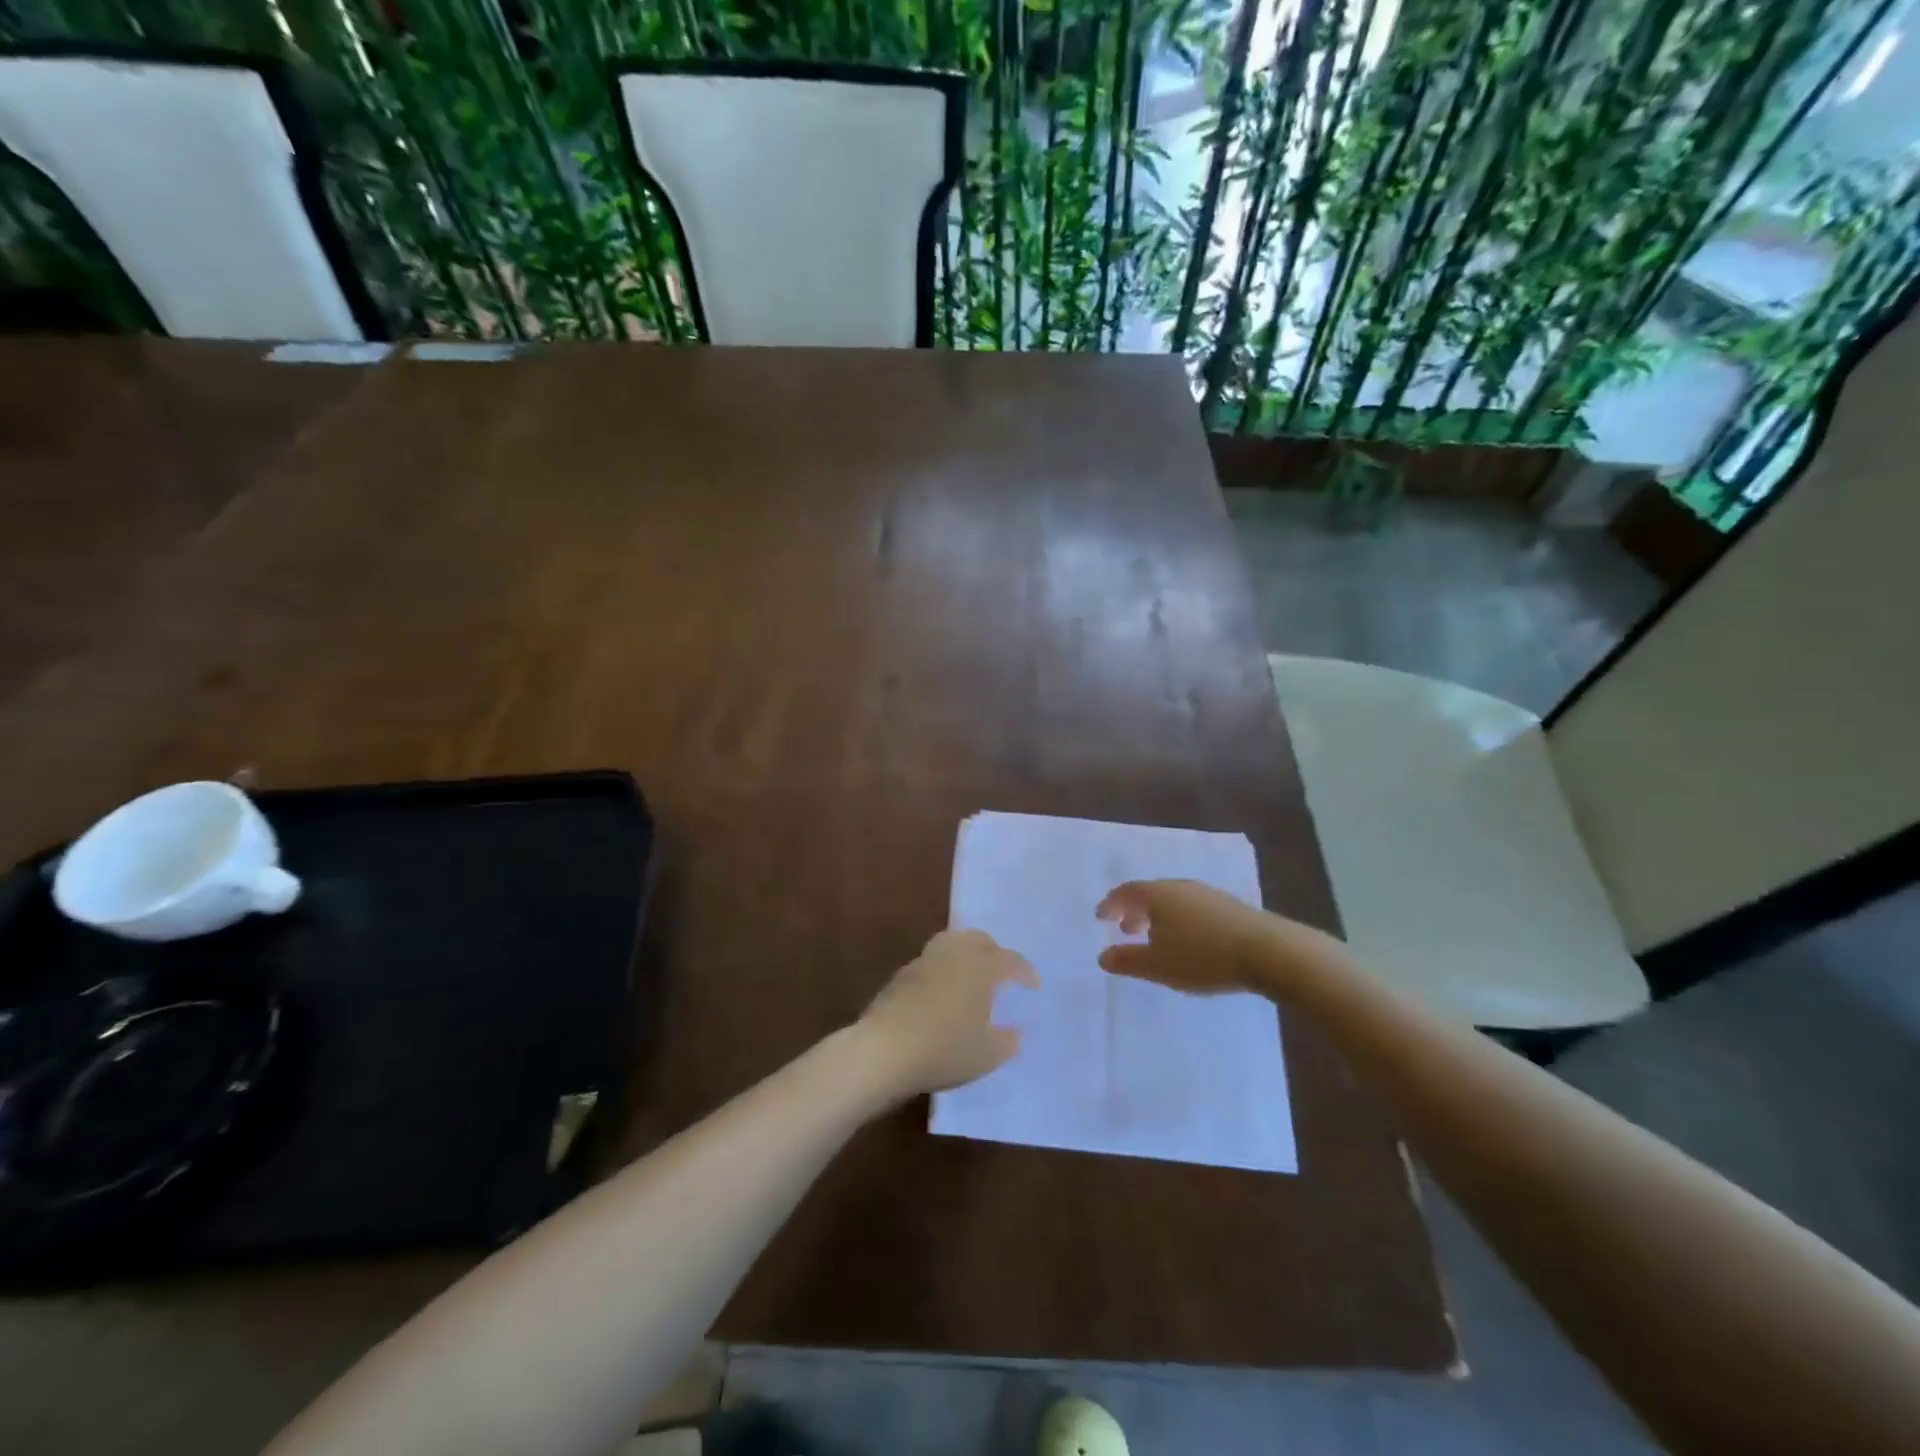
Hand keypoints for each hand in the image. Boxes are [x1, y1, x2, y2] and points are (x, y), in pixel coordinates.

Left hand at [856, 929, 1039, 1100]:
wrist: (885, 1050)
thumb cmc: (945, 1049)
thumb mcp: (987, 1054)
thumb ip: (1007, 1041)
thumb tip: (1014, 1033)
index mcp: (981, 966)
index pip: (1010, 960)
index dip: (1024, 971)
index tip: (1032, 985)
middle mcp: (954, 954)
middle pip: (978, 940)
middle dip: (993, 952)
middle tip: (1000, 973)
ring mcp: (924, 961)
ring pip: (951, 944)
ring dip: (965, 955)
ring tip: (970, 977)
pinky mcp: (901, 975)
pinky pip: (930, 963)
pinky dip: (942, 970)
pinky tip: (941, 993)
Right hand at [1096, 879, 1345, 996]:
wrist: (1268, 951)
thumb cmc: (1203, 956)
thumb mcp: (1157, 965)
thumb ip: (1127, 961)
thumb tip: (1102, 956)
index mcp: (1158, 895)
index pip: (1126, 892)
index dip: (1110, 904)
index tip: (1101, 917)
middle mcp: (1181, 887)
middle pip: (1151, 894)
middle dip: (1135, 911)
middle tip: (1127, 930)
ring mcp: (1208, 894)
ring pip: (1174, 901)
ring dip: (1159, 917)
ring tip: (1158, 940)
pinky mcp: (1231, 907)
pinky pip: (1194, 909)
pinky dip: (1181, 921)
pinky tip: (1190, 943)